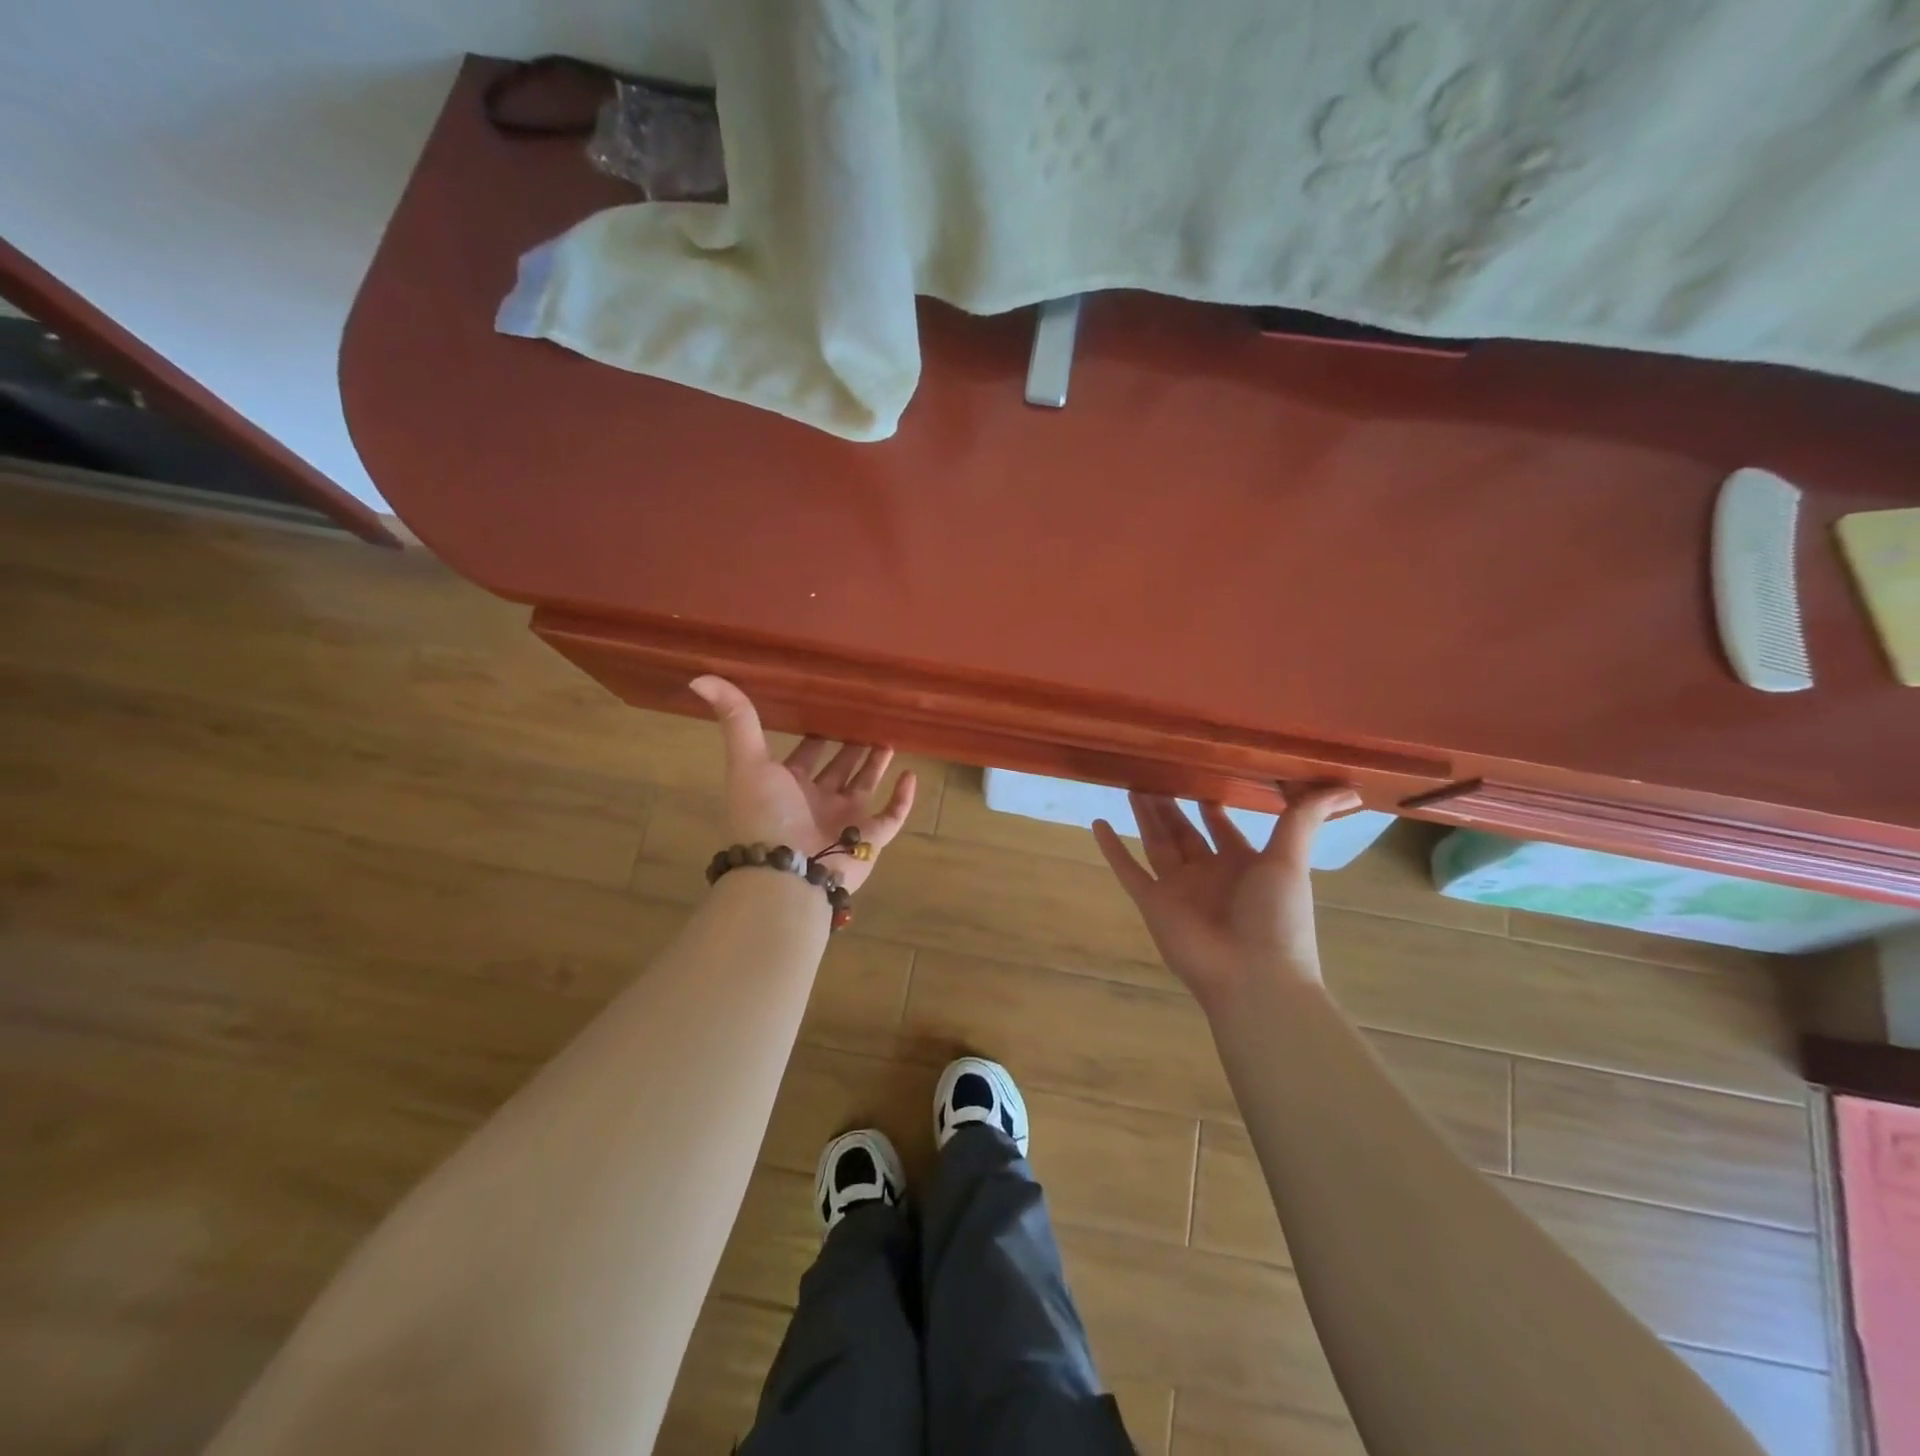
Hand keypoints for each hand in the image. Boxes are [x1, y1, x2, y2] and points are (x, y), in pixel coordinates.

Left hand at [690, 677, 915, 893]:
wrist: (787, 872)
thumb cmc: (767, 815)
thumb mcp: (748, 761)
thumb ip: (737, 720)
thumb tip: (700, 677)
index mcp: (788, 786)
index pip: (806, 755)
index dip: (816, 734)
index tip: (831, 707)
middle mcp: (817, 802)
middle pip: (838, 768)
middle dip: (851, 746)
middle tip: (868, 718)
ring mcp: (845, 821)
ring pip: (865, 786)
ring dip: (877, 764)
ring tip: (890, 737)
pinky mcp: (870, 839)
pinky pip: (892, 816)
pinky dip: (903, 798)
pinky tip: (911, 774)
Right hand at [1094, 786, 1359, 1015]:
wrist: (1253, 977)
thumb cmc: (1276, 917)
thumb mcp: (1291, 861)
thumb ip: (1304, 819)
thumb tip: (1344, 786)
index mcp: (1243, 865)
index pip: (1222, 827)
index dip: (1213, 804)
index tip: (1201, 774)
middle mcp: (1208, 874)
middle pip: (1184, 831)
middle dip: (1172, 804)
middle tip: (1156, 772)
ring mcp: (1178, 889)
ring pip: (1156, 843)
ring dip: (1144, 816)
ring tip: (1131, 785)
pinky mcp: (1152, 903)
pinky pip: (1128, 870)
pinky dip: (1112, 850)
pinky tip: (1098, 824)